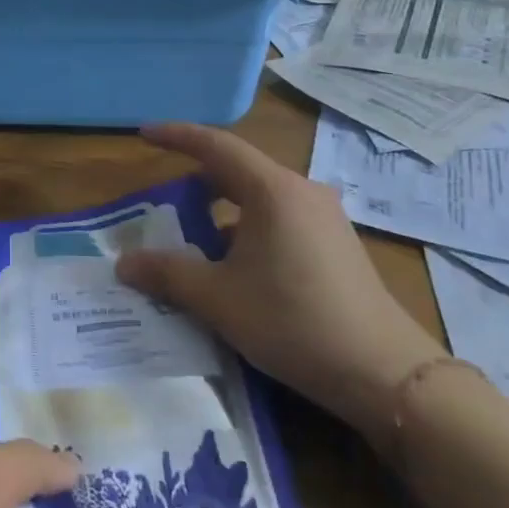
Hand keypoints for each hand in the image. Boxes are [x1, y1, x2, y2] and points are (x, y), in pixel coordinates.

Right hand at [117, 122, 443, 438]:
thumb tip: (123, 263)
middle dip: (197, 181)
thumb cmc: (293, 322)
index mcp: (273, 191)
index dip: (176, 136)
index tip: (144, 133)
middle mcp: (301, 193)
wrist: (385, 374)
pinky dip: (247, 231)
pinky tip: (235, 269)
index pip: (216, 146)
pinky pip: (279, 220)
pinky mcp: (336, 245)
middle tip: (163, 200)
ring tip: (194, 242)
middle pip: (238, 171)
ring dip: (222, 213)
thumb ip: (167, 274)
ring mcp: (324, 219)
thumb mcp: (218, 299)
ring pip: (259, 199)